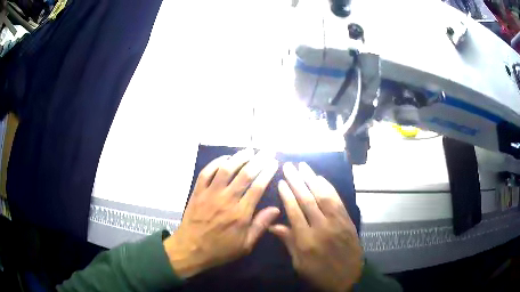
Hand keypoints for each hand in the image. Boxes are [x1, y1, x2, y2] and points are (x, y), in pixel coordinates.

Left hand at [163, 149, 279, 278]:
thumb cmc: (220, 249)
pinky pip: (206, 172)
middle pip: (245, 174)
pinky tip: (224, 158)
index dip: (267, 172)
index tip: (274, 163)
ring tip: (248, 150)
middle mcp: (227, 200)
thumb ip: (260, 226)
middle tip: (267, 151)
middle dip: (258, 160)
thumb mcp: (245, 245)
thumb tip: (276, 209)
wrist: (190, 249)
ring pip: (226, 169)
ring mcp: (210, 194)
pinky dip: (215, 163)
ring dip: (238, 157)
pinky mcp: (198, 192)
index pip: (258, 187)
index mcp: (241, 214)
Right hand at [270, 162, 362, 291]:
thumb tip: (273, 225)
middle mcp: (321, 227)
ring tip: (303, 166)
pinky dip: (329, 188)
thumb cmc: (320, 274)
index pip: (294, 211)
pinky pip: (337, 201)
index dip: (287, 195)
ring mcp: (337, 222)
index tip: (280, 181)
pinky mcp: (347, 220)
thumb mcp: (299, 264)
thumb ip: (288, 242)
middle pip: (307, 200)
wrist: (349, 278)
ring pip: (323, 196)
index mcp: (306, 240)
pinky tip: (321, 179)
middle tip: (289, 166)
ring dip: (312, 179)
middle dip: (296, 181)